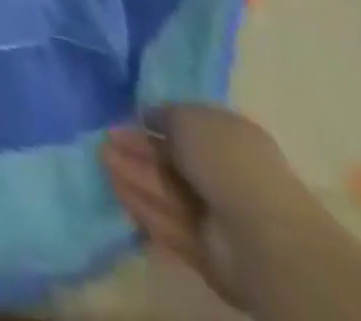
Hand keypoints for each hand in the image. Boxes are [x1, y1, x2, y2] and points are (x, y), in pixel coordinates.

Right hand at [103, 105, 320, 307]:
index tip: (125, 115)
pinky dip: (139, 201)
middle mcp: (223, 174)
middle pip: (171, 159)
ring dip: (132, 172)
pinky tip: (113, 185)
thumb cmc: (228, 161)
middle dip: (137, 148)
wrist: (261, 235)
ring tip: (99, 155)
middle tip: (104, 136)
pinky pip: (165, 219)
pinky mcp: (202, 246)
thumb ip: (165, 114)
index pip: (186, 128)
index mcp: (230, 139)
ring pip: (164, 187)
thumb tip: (147, 118)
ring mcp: (214, 213)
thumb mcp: (190, 116)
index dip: (153, 120)